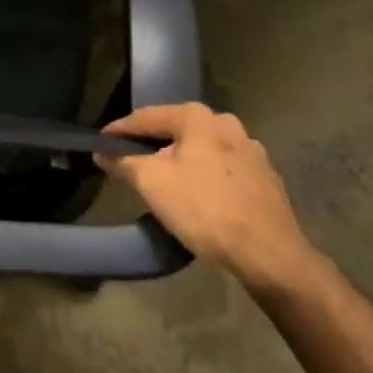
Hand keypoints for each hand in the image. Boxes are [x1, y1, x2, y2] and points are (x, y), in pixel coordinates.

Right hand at [98, 103, 318, 295]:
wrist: (271, 255)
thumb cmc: (205, 209)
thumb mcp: (152, 183)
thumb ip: (124, 162)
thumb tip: (103, 153)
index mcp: (197, 117)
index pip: (147, 117)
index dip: (120, 130)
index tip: (101, 142)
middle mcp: (226, 123)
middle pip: (178, 132)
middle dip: (154, 146)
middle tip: (133, 164)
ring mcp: (252, 150)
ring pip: (204, 151)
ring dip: (183, 162)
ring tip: (167, 184)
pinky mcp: (267, 178)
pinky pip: (225, 171)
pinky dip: (208, 179)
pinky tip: (202, 199)